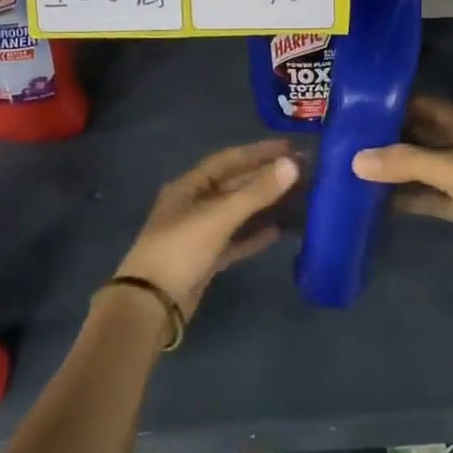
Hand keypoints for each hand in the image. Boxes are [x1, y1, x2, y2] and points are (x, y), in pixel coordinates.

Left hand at [115, 140, 300, 316]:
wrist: (151, 305)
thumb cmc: (180, 250)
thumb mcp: (218, 217)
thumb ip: (256, 192)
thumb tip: (292, 164)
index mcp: (189, 186)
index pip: (228, 159)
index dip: (258, 152)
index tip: (290, 147)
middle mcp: (193, 205)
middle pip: (234, 184)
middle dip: (265, 177)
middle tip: (301, 171)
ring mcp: (199, 233)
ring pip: (237, 211)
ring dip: (264, 204)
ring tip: (296, 196)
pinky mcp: (206, 259)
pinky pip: (236, 240)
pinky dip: (255, 234)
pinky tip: (278, 231)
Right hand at [351, 97, 452, 281]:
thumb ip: (407, 163)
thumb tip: (356, 160)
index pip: (423, 107)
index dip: (394, 105)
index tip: (358, 108)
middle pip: (418, 137)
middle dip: (386, 138)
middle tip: (344, 140)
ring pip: (418, 169)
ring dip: (391, 170)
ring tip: (349, 169)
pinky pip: (423, 197)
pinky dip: (402, 198)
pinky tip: (372, 201)